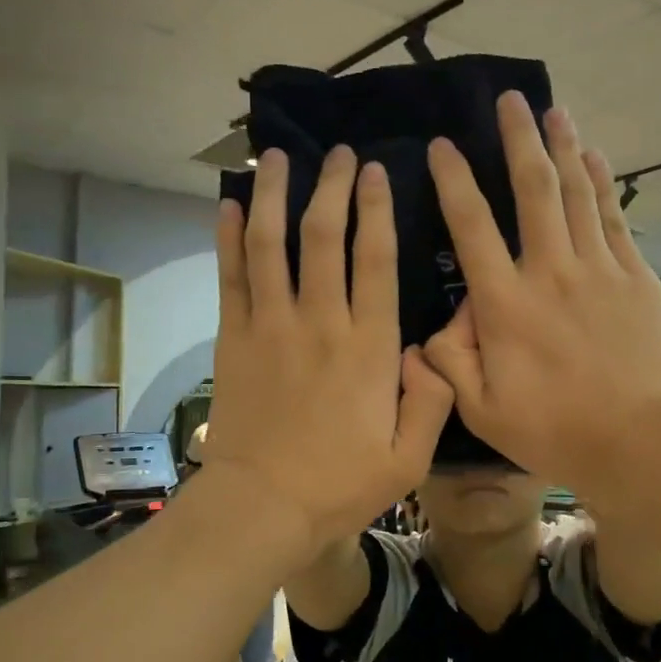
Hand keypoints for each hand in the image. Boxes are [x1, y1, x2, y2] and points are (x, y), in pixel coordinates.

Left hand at [204, 146, 453, 547]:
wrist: (263, 507)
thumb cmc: (340, 486)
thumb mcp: (409, 458)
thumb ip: (431, 400)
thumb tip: (430, 350)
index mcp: (369, 347)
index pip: (375, 260)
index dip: (376, 210)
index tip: (376, 172)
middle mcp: (320, 323)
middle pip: (323, 237)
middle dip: (332, 187)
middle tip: (339, 154)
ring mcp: (271, 327)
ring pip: (272, 245)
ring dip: (276, 197)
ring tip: (278, 159)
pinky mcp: (234, 340)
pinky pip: (230, 278)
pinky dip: (228, 239)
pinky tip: (229, 206)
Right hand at [421, 93, 660, 500]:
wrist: (640, 442)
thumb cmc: (555, 430)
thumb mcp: (482, 409)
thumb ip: (449, 362)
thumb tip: (441, 325)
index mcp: (505, 304)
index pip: (472, 227)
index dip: (454, 181)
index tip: (442, 146)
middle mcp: (550, 271)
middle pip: (533, 190)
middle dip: (519, 139)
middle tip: (511, 99)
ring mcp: (598, 270)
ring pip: (577, 193)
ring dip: (564, 147)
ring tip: (555, 111)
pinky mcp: (635, 279)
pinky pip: (615, 218)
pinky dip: (603, 184)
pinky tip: (596, 159)